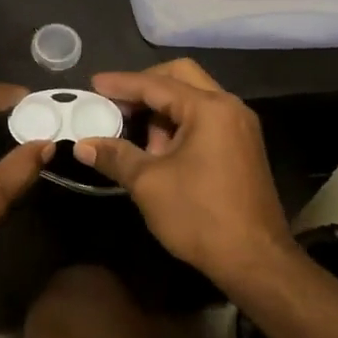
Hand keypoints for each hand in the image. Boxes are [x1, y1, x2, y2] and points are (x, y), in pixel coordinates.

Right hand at [76, 60, 299, 285]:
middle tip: (115, 101)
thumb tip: (82, 145)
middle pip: (180, 77)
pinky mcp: (241, 147)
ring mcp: (239, 127)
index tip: (92, 84)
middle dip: (144, 86)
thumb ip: (115, 156)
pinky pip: (203, 119)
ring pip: (193, 99)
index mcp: (209, 109)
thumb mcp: (148, 183)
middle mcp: (229, 108)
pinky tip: (156, 149)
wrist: (255, 260)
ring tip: (132, 132)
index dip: (120, 84)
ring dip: (160, 109)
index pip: (156, 85)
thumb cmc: (199, 215)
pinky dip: (177, 124)